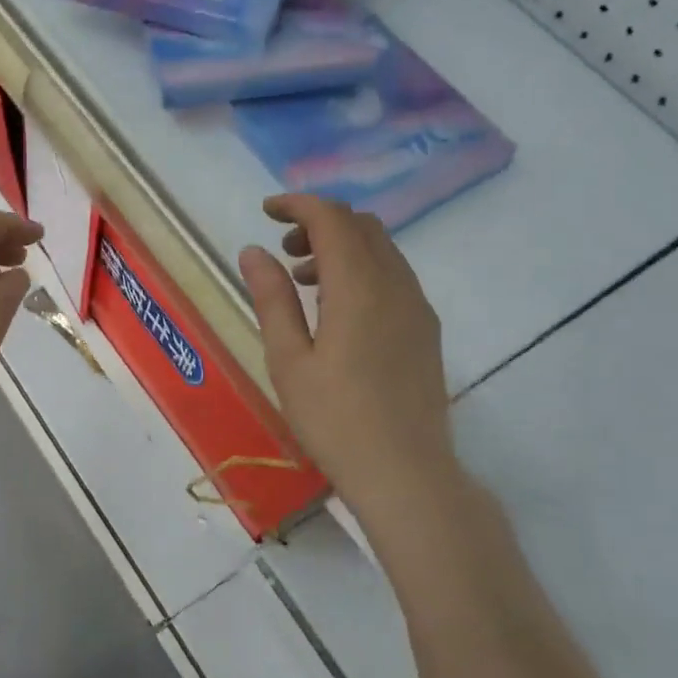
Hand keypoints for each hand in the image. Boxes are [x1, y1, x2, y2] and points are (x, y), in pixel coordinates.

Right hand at [239, 195, 456, 515]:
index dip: (298, 205)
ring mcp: (417, 307)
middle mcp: (396, 285)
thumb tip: (253, 251)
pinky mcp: (425, 330)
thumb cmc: (334, 420)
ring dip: (342, 247)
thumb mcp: (288, 360)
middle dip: (319, 223)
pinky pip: (394, 276)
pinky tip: (337, 310)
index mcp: (359, 288)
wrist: (405, 472)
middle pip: (362, 226)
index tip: (266, 212)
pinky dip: (362, 271)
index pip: (332, 219)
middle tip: (282, 252)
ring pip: (382, 250)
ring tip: (303, 282)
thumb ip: (272, 299)